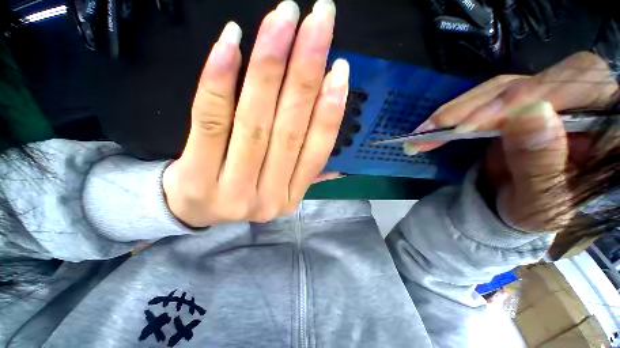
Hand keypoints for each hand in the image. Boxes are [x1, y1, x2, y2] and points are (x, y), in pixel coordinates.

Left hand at [162, 0, 347, 226]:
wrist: (194, 210)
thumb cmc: (242, 191)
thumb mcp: (279, 186)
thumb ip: (306, 168)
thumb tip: (336, 142)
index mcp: (291, 198)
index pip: (316, 152)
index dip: (330, 111)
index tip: (340, 69)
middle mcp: (269, 198)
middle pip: (289, 131)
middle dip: (306, 72)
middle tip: (319, 21)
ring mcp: (233, 191)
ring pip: (256, 123)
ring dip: (270, 65)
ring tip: (284, 20)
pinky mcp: (197, 179)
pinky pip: (211, 122)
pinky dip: (221, 80)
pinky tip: (232, 41)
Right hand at [406, 52, 618, 230]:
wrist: (519, 207)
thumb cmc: (536, 212)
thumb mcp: (540, 201)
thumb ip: (541, 162)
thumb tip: (530, 113)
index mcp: (605, 127)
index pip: (578, 86)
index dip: (529, 98)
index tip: (476, 126)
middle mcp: (580, 103)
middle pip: (536, 79)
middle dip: (483, 104)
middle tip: (441, 127)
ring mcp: (545, 99)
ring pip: (503, 87)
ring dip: (460, 109)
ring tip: (427, 130)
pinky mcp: (516, 104)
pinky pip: (486, 98)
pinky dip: (457, 111)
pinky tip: (436, 125)